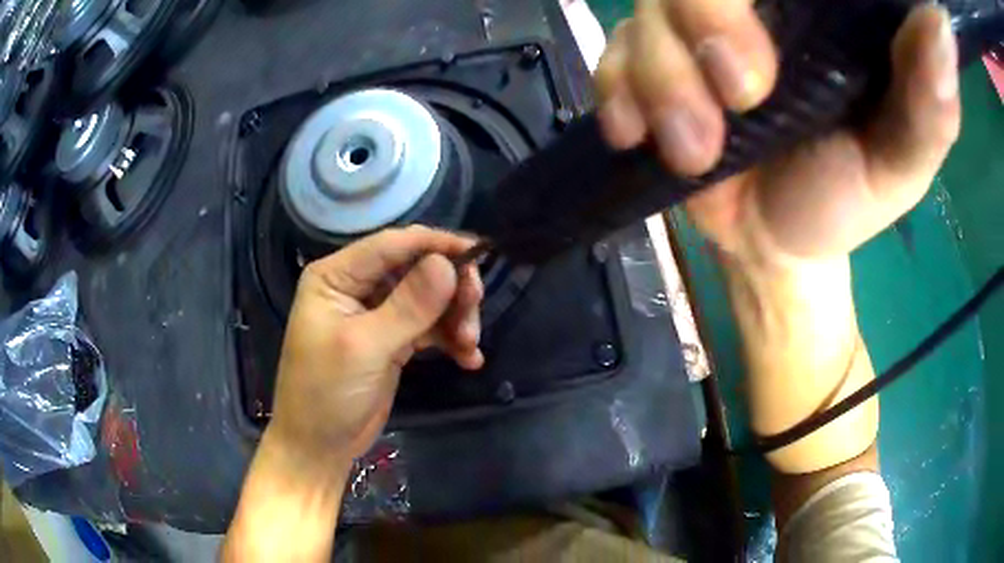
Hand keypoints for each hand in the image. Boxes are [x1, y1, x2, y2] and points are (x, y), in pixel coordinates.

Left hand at [269, 226, 483, 464]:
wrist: (319, 446)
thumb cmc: (326, 393)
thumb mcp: (365, 348)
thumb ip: (408, 305)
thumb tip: (448, 264)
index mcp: (336, 276)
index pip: (392, 245)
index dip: (436, 244)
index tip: (478, 254)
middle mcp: (356, 286)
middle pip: (416, 268)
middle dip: (450, 287)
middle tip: (475, 309)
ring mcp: (376, 313)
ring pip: (428, 297)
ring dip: (455, 316)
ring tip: (470, 345)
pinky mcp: (392, 339)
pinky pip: (429, 326)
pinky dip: (450, 338)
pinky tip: (469, 359)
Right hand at [595, 0, 959, 266]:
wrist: (774, 242)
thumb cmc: (843, 200)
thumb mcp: (900, 162)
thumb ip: (929, 102)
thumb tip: (942, 27)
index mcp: (815, 16)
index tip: (769, 45)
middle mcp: (752, 8)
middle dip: (704, 18)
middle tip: (742, 95)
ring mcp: (692, 32)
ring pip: (646, 12)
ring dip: (662, 77)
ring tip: (694, 150)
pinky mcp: (649, 65)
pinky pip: (611, 53)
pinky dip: (617, 90)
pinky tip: (637, 133)